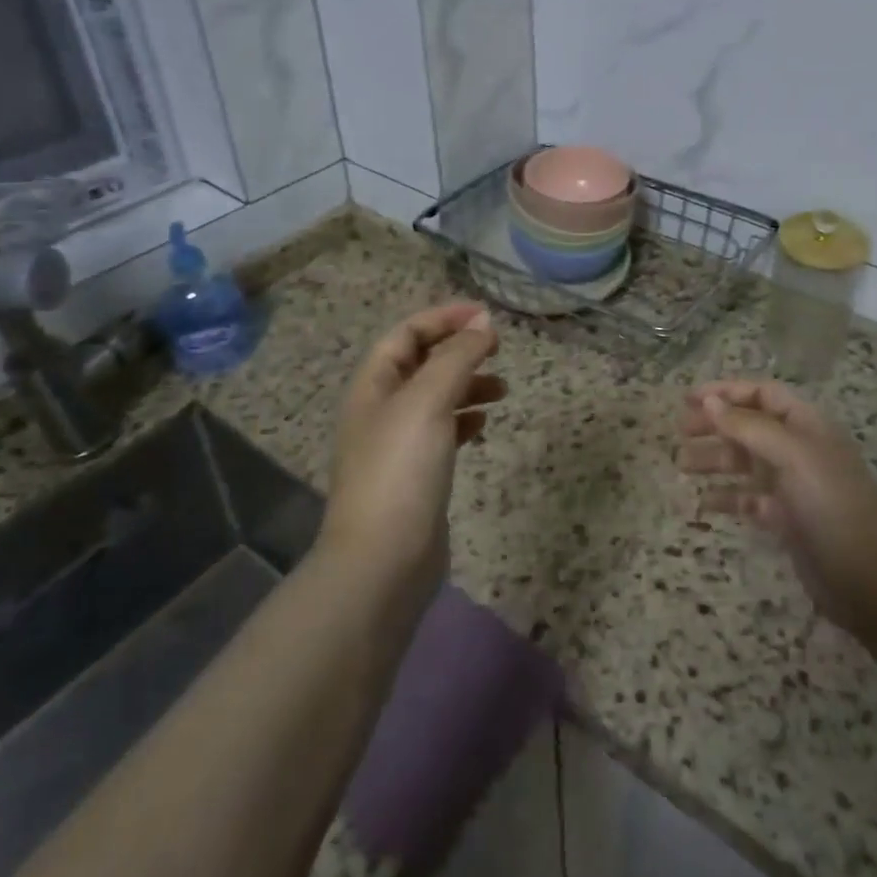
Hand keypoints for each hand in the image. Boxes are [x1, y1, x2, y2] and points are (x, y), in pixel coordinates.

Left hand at [325, 303, 503, 594]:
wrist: (383, 560)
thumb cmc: (401, 470)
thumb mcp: (428, 401)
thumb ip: (457, 357)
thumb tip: (484, 322)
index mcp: (374, 385)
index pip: (406, 333)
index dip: (444, 318)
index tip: (486, 316)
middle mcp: (381, 409)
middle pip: (421, 363)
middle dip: (458, 349)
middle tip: (498, 347)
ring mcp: (397, 444)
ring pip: (436, 397)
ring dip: (467, 384)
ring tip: (502, 389)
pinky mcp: (415, 475)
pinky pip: (442, 431)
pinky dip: (464, 419)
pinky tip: (483, 423)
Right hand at [679, 380, 876, 634]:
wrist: (873, 580)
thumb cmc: (832, 505)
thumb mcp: (792, 456)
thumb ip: (748, 426)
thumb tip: (709, 401)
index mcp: (805, 425)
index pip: (762, 394)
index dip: (727, 391)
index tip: (688, 399)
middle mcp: (798, 450)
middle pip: (749, 426)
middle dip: (715, 425)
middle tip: (679, 432)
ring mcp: (793, 486)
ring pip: (745, 463)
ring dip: (714, 460)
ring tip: (680, 465)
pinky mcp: (787, 521)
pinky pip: (749, 500)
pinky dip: (726, 498)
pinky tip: (702, 504)